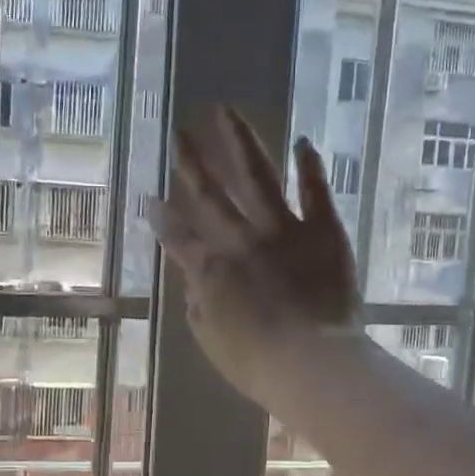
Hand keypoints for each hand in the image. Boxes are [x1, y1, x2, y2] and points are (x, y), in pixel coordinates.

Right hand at [153, 105, 358, 412]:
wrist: (313, 362)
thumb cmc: (257, 364)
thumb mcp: (211, 342)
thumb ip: (199, 307)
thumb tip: (194, 283)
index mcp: (210, 270)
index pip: (179, 238)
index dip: (163, 219)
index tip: (151, 199)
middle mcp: (240, 239)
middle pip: (210, 195)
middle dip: (191, 162)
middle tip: (179, 132)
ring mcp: (282, 230)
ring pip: (256, 176)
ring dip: (240, 141)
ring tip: (226, 111)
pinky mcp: (323, 230)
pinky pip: (316, 191)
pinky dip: (309, 165)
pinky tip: (303, 140)